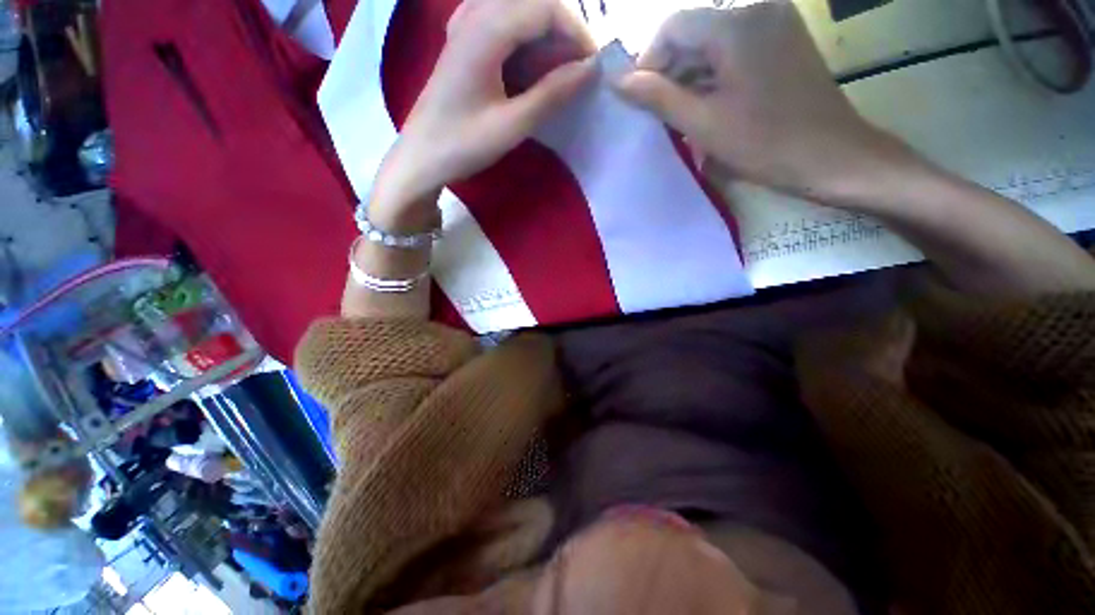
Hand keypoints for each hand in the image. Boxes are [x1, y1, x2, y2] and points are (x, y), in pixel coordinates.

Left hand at [372, 0, 595, 227]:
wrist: (421, 157)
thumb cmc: (463, 144)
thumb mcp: (512, 124)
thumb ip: (552, 94)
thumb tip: (590, 70)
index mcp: (484, 32)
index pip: (545, 8)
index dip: (577, 32)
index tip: (593, 66)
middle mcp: (473, 17)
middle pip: (532, 2)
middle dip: (563, 32)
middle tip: (579, 70)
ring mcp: (464, 28)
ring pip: (516, 11)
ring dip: (544, 37)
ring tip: (558, 71)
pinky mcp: (462, 44)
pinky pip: (500, 25)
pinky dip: (523, 41)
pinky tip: (527, 64)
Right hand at [615, 1, 914, 202]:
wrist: (831, 156)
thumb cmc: (764, 143)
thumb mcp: (702, 123)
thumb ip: (657, 98)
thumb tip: (616, 81)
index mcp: (736, 24)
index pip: (672, 27)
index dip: (649, 62)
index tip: (642, 101)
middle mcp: (757, 8)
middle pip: (693, 31)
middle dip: (670, 72)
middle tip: (660, 114)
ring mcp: (774, 21)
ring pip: (712, 41)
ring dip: (690, 76)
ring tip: (683, 115)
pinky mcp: (783, 39)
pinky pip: (733, 48)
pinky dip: (713, 74)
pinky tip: (709, 104)